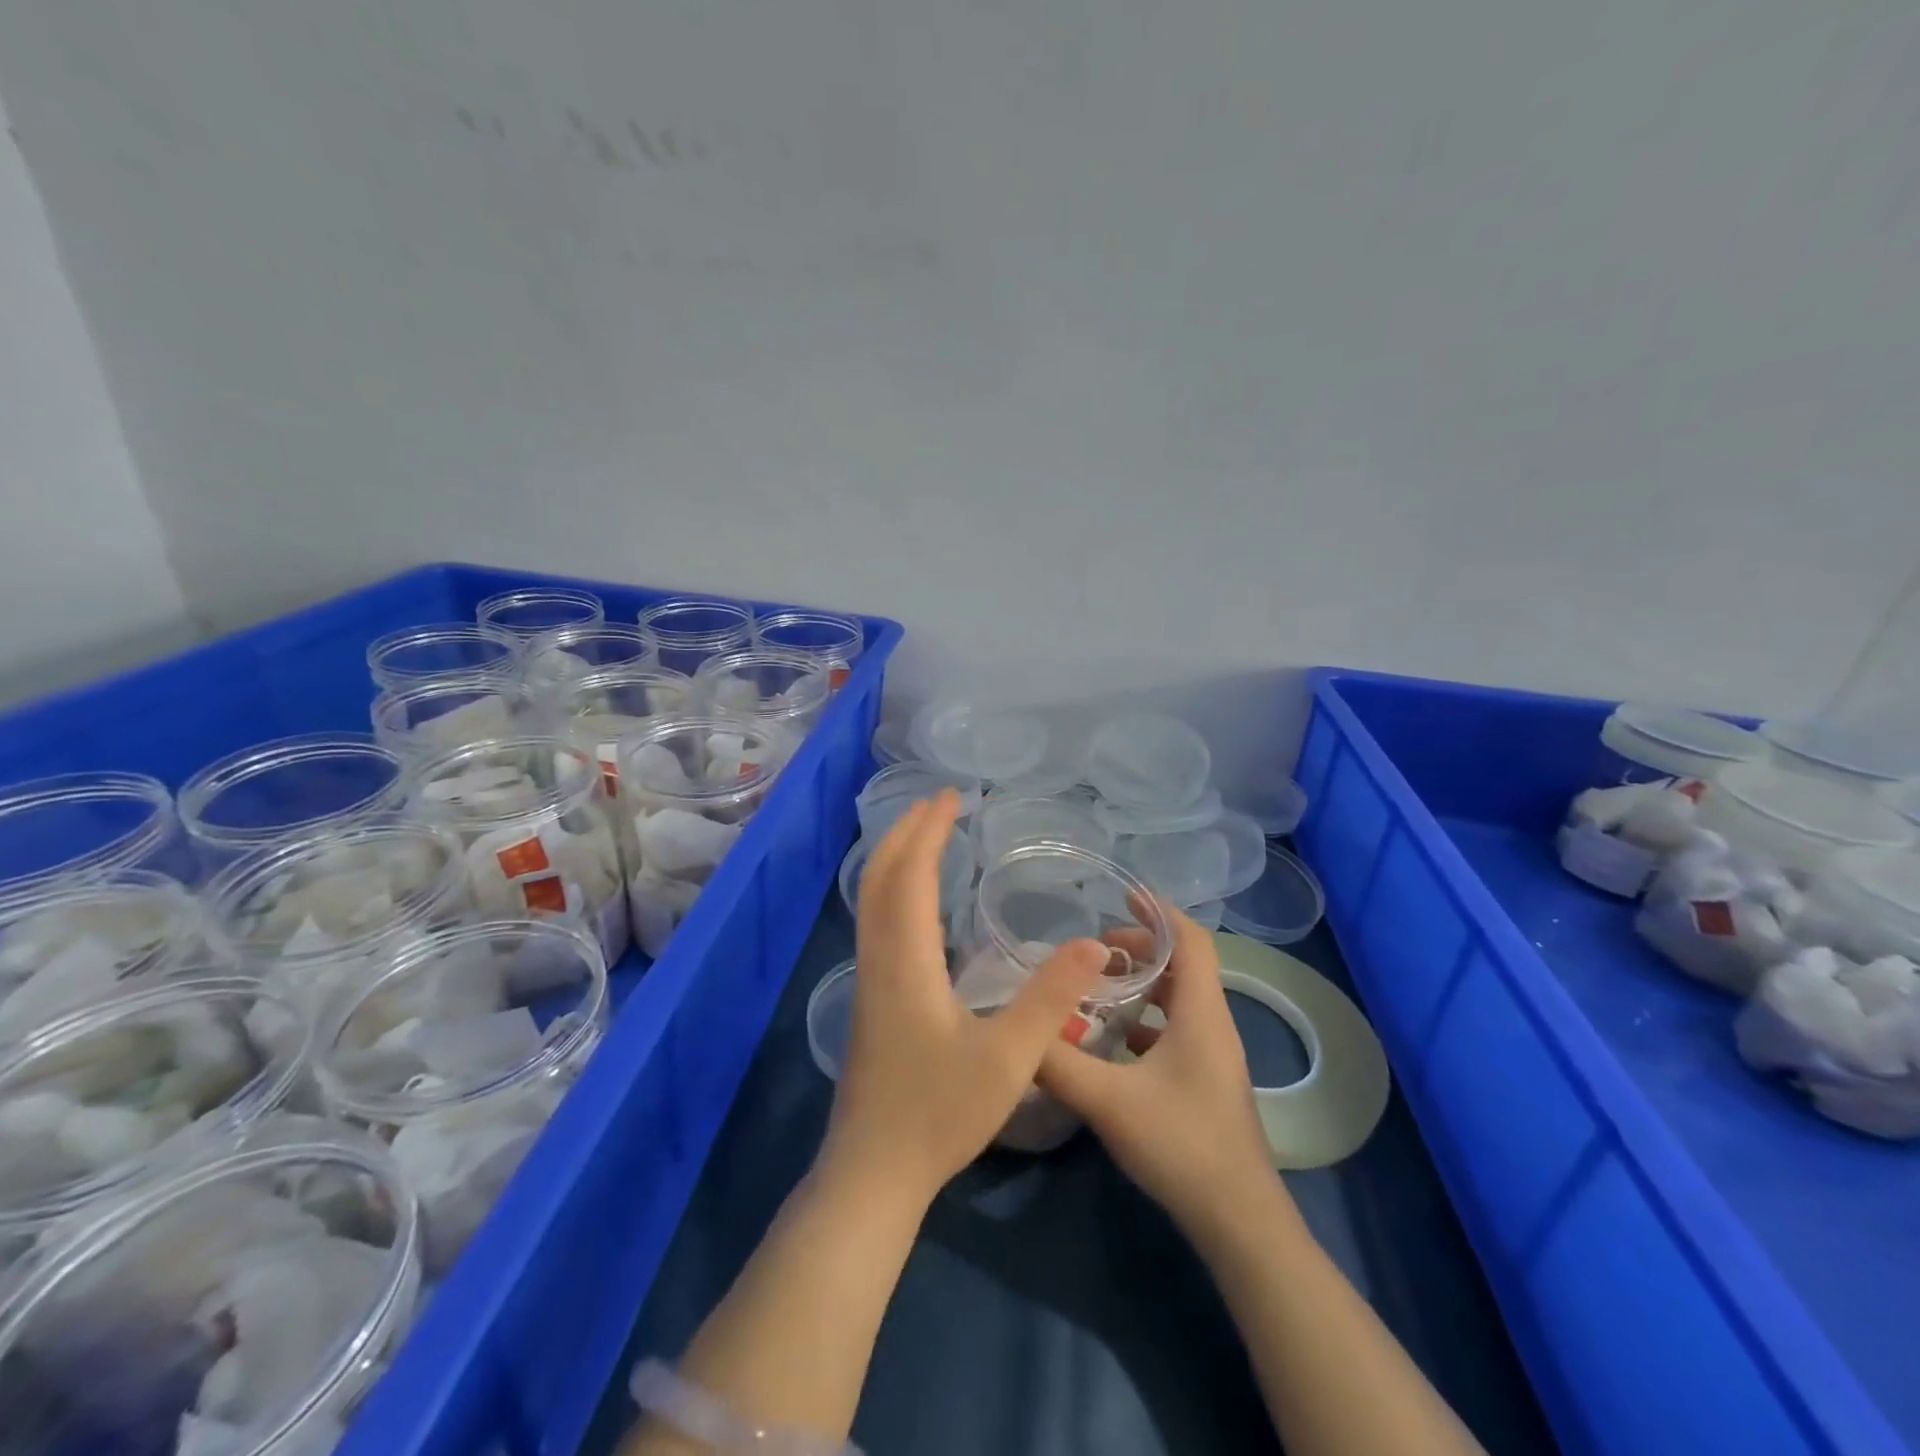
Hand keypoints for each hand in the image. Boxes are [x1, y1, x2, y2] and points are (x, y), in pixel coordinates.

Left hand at [823, 789, 1108, 1208]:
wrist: (872, 1173)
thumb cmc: (939, 1114)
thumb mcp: (1009, 1058)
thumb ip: (1050, 998)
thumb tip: (1092, 944)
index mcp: (907, 960)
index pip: (912, 875)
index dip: (929, 830)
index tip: (952, 797)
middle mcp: (879, 958)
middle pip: (881, 877)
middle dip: (907, 832)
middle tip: (940, 804)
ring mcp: (869, 979)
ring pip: (873, 900)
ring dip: (898, 859)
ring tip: (930, 837)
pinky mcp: (871, 999)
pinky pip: (878, 923)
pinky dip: (896, 891)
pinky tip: (923, 905)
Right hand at [1037, 904, 1281, 1238]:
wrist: (1239, 1222)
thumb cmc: (1182, 1145)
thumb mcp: (1108, 1100)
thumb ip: (1057, 1062)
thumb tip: (1017, 1029)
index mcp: (1201, 1014)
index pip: (1190, 940)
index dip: (1159, 911)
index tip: (1121, 897)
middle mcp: (1212, 1025)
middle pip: (1183, 965)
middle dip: (1140, 949)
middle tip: (1094, 953)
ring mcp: (1212, 1056)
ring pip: (1178, 1000)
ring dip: (1142, 985)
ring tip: (1096, 988)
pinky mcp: (1205, 1082)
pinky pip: (1174, 1031)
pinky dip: (1144, 1021)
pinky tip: (1110, 1042)